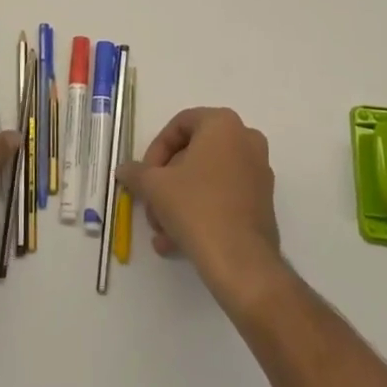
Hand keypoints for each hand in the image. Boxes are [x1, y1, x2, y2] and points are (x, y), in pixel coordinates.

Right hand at [118, 107, 283, 311]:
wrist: (241, 262)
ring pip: (206, 180)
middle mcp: (246, 140)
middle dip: (166, 183)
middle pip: (193, 155)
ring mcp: (258, 173)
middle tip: (150, 206)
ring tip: (160, 232)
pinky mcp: (262, 203)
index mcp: (223, 124)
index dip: (156, 150)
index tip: (144, 176)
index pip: (180, 125)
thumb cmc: (197, 207)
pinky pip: (222, 198)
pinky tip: (175, 243)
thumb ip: (137, 173)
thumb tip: (124, 170)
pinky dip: (199, 213)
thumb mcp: (155, 186)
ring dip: (178, 202)